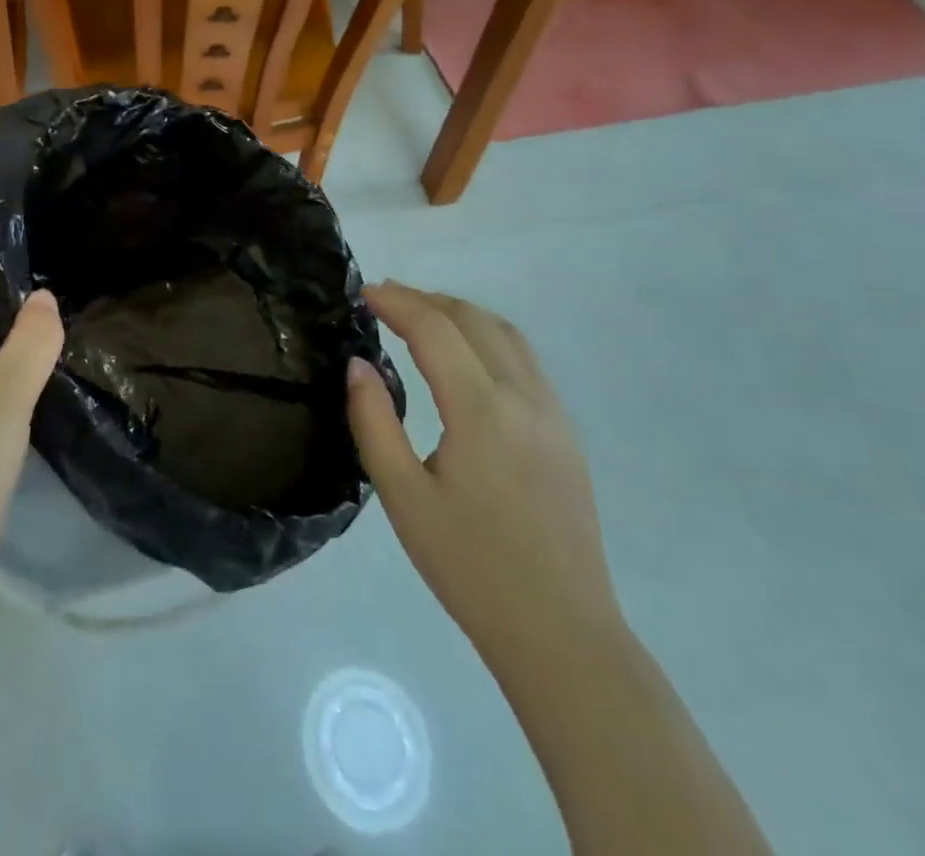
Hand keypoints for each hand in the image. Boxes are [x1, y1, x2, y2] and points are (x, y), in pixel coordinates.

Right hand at [346, 282, 622, 668]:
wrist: (561, 633)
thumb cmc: (470, 566)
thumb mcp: (403, 497)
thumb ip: (374, 422)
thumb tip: (358, 364)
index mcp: (481, 410)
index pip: (435, 328)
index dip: (396, 301)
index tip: (363, 292)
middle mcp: (523, 396)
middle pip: (473, 319)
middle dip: (426, 299)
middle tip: (383, 300)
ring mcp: (553, 413)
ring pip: (506, 334)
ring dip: (460, 313)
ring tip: (421, 316)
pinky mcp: (566, 433)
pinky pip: (525, 360)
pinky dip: (488, 337)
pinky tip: (467, 358)